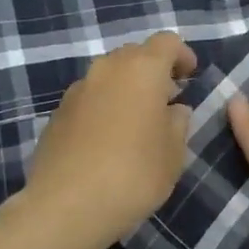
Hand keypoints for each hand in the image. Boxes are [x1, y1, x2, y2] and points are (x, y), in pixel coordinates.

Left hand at [22, 32, 197, 248]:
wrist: (65, 206)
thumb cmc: (133, 174)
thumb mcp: (174, 153)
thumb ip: (178, 122)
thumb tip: (173, 109)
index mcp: (142, 69)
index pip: (167, 42)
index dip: (182, 55)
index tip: (190, 77)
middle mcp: (107, 68)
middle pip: (135, 54)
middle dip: (154, 70)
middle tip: (167, 99)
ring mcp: (78, 89)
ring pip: (110, 74)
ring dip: (127, 87)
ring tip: (138, 121)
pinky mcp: (57, 112)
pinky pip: (90, 97)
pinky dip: (105, 105)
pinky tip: (109, 139)